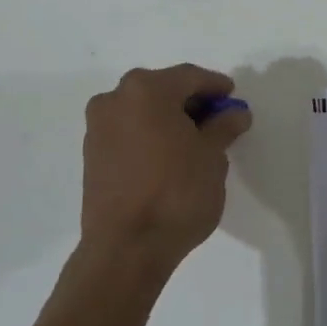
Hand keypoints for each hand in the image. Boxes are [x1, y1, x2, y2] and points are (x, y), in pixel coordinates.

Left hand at [81, 64, 251, 276]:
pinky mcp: (91, 154)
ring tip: (196, 140)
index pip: (189, 77)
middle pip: (163, 89)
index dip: (215, 86)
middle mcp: (115, 99)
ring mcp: (98, 127)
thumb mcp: (212, 157)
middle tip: (218, 119)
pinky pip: (128, 131)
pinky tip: (169, 155)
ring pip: (143, 110)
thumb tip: (235, 113)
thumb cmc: (176, 192)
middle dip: (191, 101)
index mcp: (146, 89)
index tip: (233, 98)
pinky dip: (150, 135)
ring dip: (169, 118)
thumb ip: (224, 127)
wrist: (126, 248)